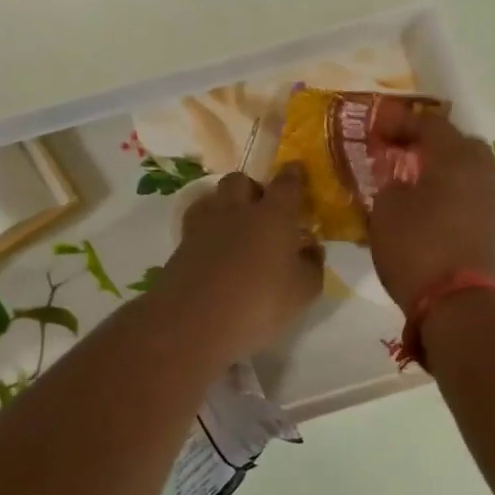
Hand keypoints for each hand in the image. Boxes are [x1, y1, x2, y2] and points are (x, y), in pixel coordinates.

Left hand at [157, 166, 325, 362]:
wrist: (195, 323)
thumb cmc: (260, 304)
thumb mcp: (304, 292)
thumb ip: (312, 265)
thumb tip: (311, 248)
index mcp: (274, 216)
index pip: (287, 183)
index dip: (294, 175)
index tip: (297, 171)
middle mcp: (238, 211)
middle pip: (241, 180)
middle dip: (253, 188)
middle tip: (263, 209)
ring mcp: (205, 226)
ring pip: (214, 197)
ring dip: (226, 204)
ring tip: (235, 225)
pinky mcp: (182, 245)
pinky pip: (197, 222)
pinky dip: (207, 228)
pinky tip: (213, 246)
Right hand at [368, 115, 494, 312]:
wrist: (458, 302)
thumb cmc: (416, 248)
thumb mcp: (386, 212)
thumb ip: (390, 185)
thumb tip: (399, 181)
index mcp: (455, 158)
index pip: (430, 124)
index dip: (402, 123)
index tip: (379, 130)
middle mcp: (482, 171)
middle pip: (459, 142)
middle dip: (431, 143)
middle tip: (403, 153)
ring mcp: (494, 199)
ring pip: (470, 169)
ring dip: (445, 168)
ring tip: (416, 182)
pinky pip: (473, 194)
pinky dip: (454, 191)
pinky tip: (432, 207)